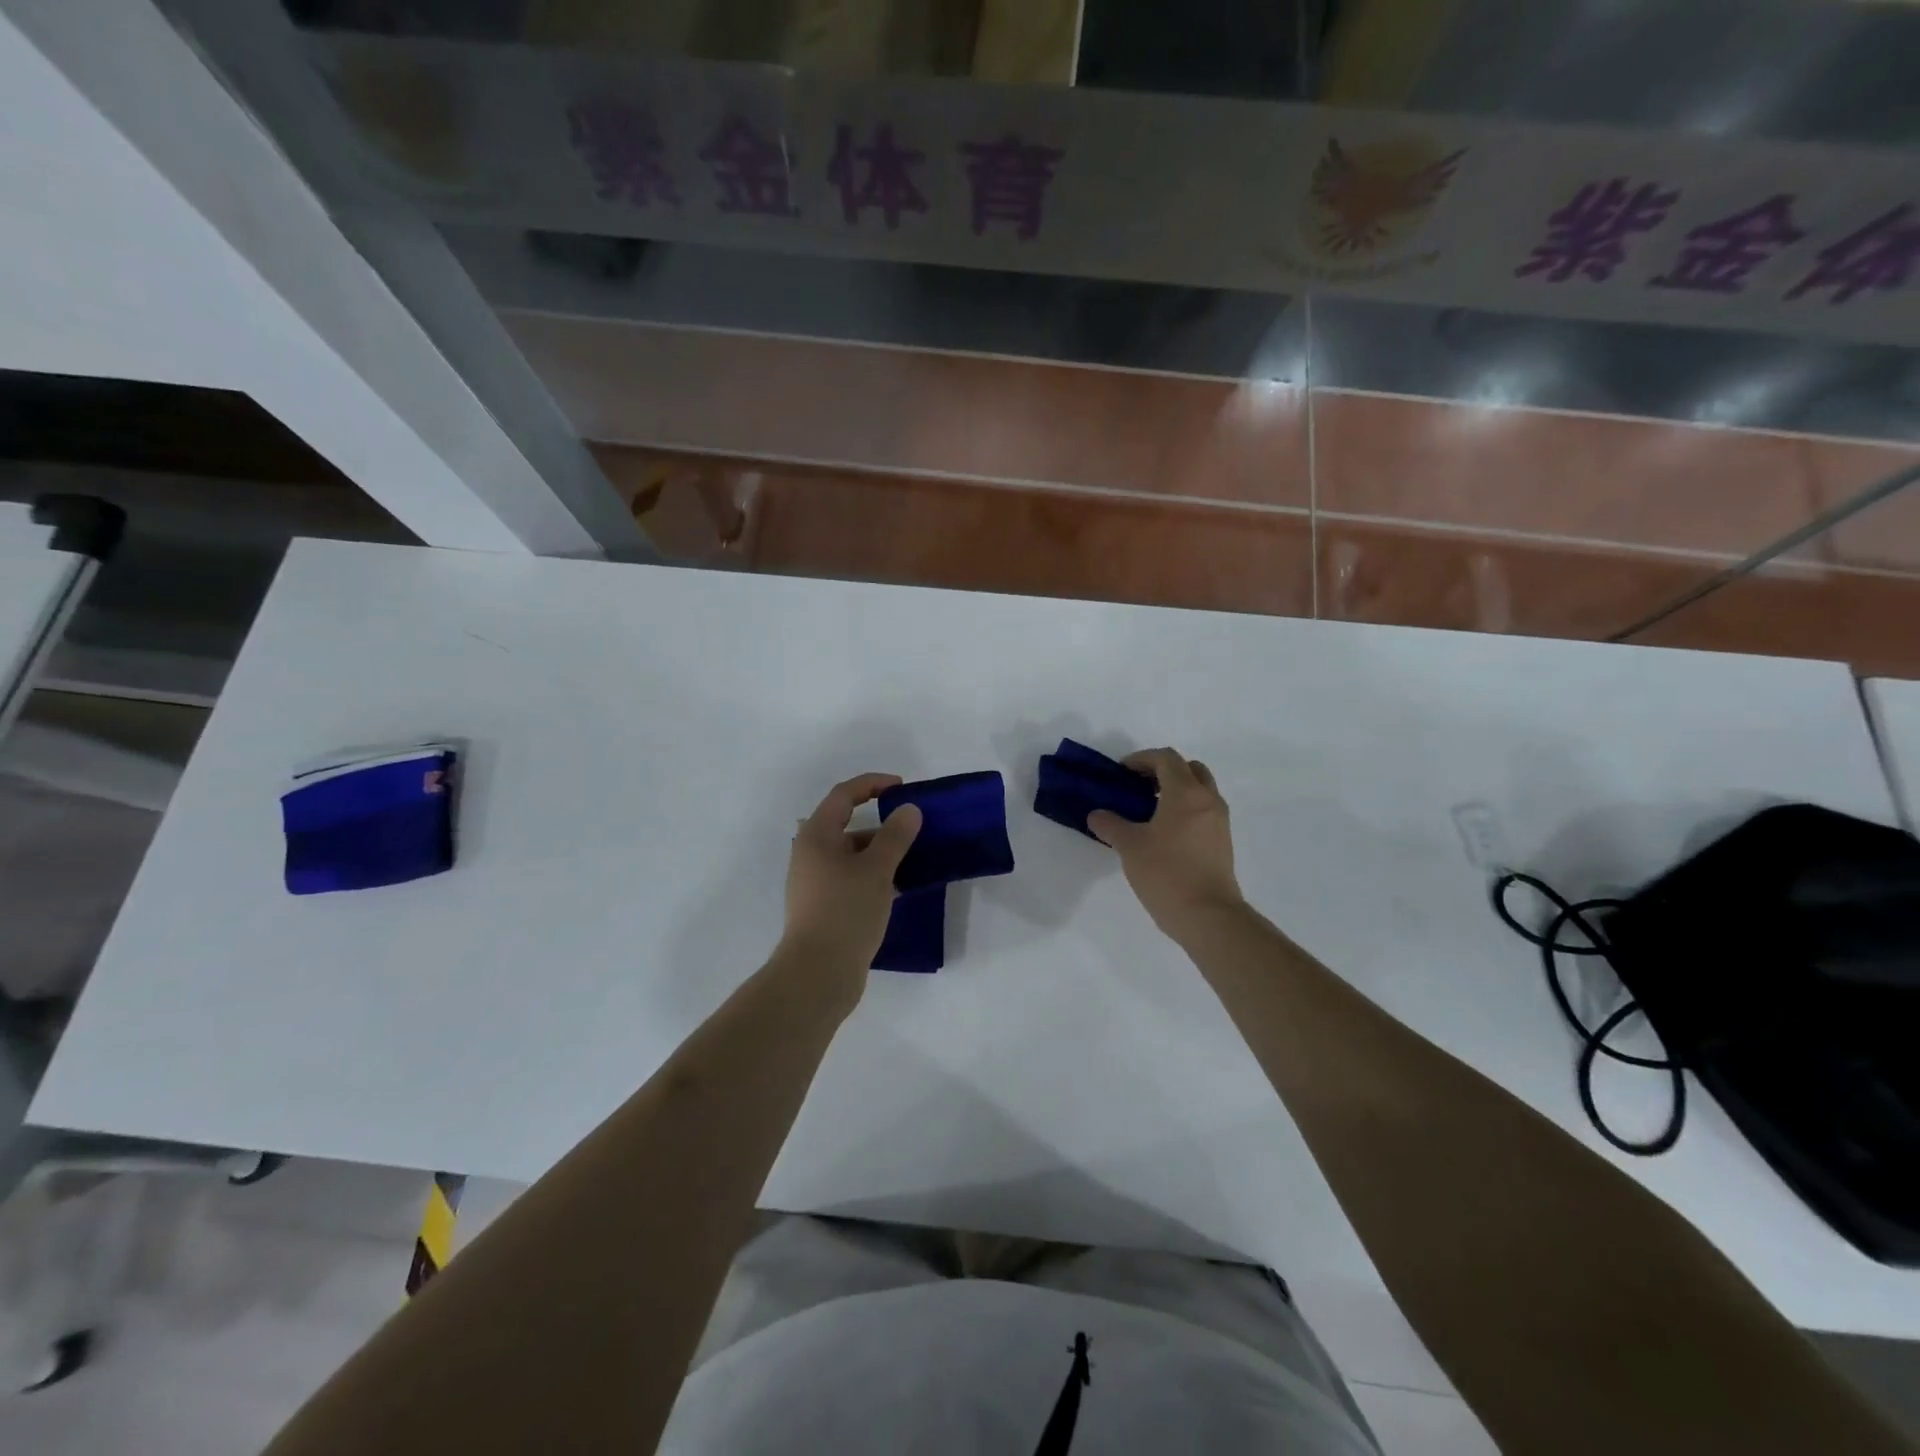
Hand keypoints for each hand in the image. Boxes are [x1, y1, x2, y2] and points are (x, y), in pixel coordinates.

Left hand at [777, 774, 922, 1000]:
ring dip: (882, 853)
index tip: (903, 788)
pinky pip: (853, 879)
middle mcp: (811, 854)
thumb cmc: (845, 911)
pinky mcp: (824, 907)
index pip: (844, 795)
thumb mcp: (877, 869)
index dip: (873, 784)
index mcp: (816, 836)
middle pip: (848, 825)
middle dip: (883, 824)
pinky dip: (876, 876)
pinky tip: (901, 888)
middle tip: (915, 829)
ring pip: (853, 856)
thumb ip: (895, 836)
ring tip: (915, 860)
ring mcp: (816, 882)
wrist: (817, 974)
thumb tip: (908, 810)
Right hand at [1089, 749, 1244, 942]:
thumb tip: (1096, 815)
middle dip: (1163, 771)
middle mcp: (1208, 800)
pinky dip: (1185, 810)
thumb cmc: (1167, 873)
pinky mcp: (1222, 842)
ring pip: (1200, 791)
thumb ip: (1110, 825)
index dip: (1141, 759)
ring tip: (1148, 811)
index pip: (1166, 758)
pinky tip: (1163, 834)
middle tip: (1139, 787)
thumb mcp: (1130, 847)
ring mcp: (1219, 821)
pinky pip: (1203, 812)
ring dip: (1176, 791)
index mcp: (1186, 793)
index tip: (1121, 773)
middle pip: (1189, 768)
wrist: (1209, 916)